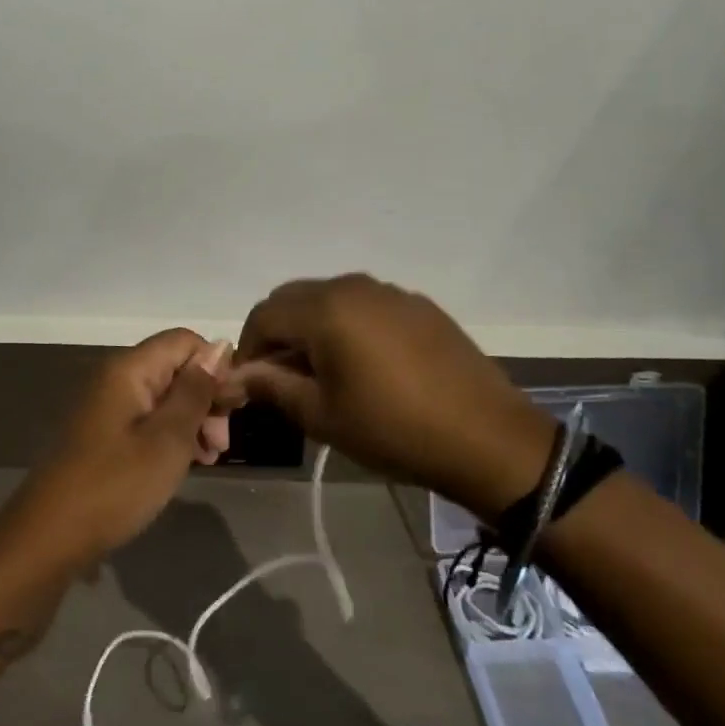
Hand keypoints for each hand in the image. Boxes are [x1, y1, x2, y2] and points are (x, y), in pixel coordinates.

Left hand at [16, 330, 237, 562]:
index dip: (216, 366)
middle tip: (220, 445)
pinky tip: (185, 464)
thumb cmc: (116, 484)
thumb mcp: (168, 439)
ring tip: (208, 459)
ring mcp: (107, 405)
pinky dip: (171, 435)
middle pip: (175, 367)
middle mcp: (116, 377)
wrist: (51, 534)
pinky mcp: (104, 433)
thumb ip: (196, 391)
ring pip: (164, 396)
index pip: (185, 341)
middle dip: (206, 398)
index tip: (232, 409)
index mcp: (129, 369)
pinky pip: (147, 419)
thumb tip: (220, 347)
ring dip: (192, 421)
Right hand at [230, 275, 555, 517]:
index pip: (263, 314)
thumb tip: (235, 376)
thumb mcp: (322, 415)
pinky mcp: (418, 305)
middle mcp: (353, 286)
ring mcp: (390, 292)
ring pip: (329, 298)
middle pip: (293, 298)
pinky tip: (366, 364)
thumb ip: (271, 387)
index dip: (249, 347)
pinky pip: (365, 305)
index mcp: (325, 309)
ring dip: (312, 327)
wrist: (489, 439)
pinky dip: (348, 324)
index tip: (251, 383)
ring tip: (323, 371)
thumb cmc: (394, 430)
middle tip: (282, 377)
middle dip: (278, 333)